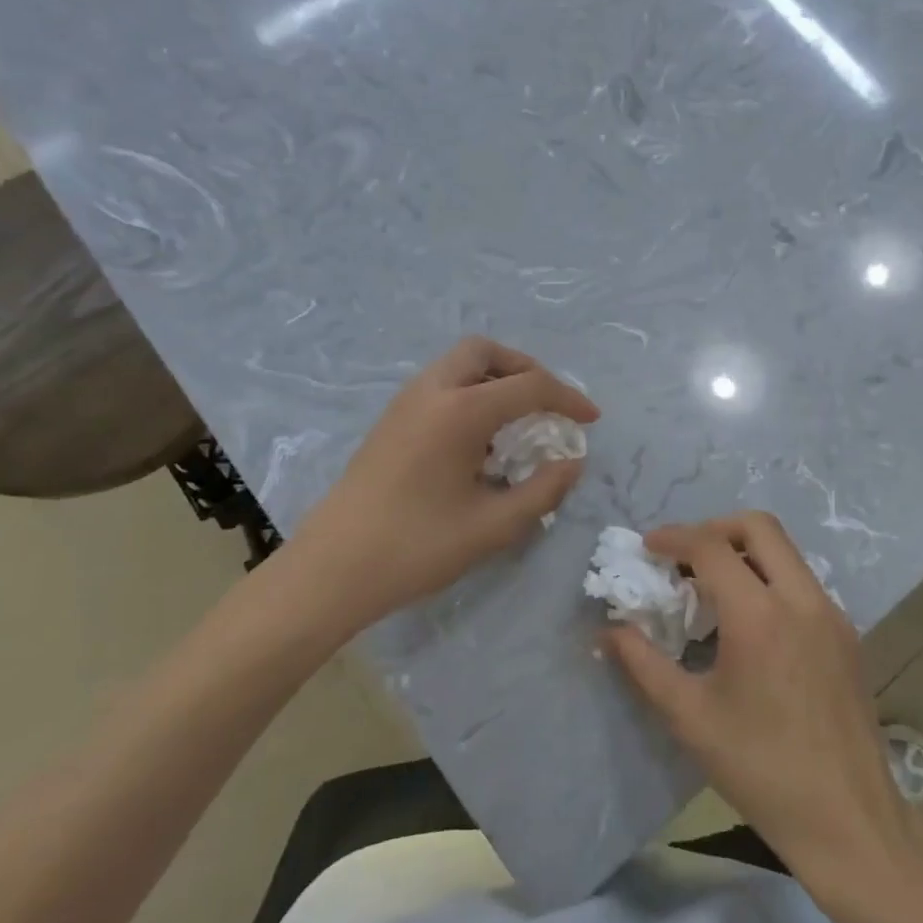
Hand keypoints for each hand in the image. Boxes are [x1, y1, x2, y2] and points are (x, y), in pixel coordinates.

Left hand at [275, 337, 598, 639]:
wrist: (331, 570)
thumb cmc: (416, 547)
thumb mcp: (493, 526)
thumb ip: (543, 490)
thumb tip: (572, 463)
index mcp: (460, 411)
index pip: (529, 386)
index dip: (568, 399)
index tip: (591, 420)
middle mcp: (431, 392)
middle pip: (486, 352)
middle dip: (525, 369)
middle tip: (547, 404)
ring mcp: (405, 403)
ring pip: (459, 365)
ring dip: (495, 380)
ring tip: (517, 422)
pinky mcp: (390, 421)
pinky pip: (441, 386)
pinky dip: (470, 394)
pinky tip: (479, 441)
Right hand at [605, 512, 909, 881]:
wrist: (849, 820)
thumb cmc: (761, 771)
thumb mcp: (691, 718)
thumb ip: (644, 665)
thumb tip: (609, 631)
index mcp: (760, 616)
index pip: (711, 546)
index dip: (674, 537)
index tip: (648, 547)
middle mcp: (802, 599)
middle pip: (758, 526)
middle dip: (714, 528)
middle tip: (684, 557)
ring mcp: (831, 613)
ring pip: (786, 551)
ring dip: (745, 552)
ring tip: (713, 589)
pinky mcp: (847, 633)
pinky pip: (803, 582)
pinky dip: (770, 578)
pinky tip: (751, 624)